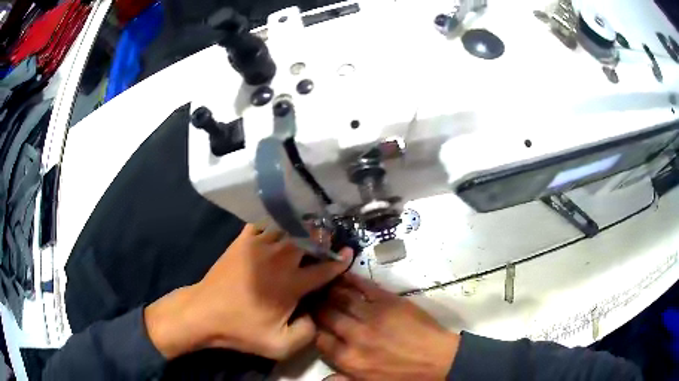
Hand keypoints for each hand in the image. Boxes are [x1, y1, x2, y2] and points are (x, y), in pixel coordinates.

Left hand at [144, 224, 351, 359]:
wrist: (205, 313)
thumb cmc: (242, 329)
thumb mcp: (280, 346)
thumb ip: (308, 332)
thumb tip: (316, 314)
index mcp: (292, 283)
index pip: (324, 268)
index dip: (340, 261)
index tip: (348, 253)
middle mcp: (280, 259)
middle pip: (309, 239)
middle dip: (323, 237)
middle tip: (328, 238)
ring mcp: (260, 245)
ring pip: (289, 227)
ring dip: (302, 226)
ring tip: (309, 226)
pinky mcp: (243, 240)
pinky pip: (264, 222)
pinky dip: (275, 220)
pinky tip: (279, 221)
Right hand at [314, 274, 459, 380]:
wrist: (438, 361)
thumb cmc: (404, 376)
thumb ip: (343, 380)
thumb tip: (321, 379)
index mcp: (349, 358)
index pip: (319, 338)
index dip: (312, 326)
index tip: (310, 319)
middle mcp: (355, 335)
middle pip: (327, 315)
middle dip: (317, 305)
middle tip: (311, 296)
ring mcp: (372, 316)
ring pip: (342, 298)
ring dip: (329, 290)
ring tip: (322, 283)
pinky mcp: (389, 301)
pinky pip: (365, 287)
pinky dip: (352, 279)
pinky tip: (343, 274)